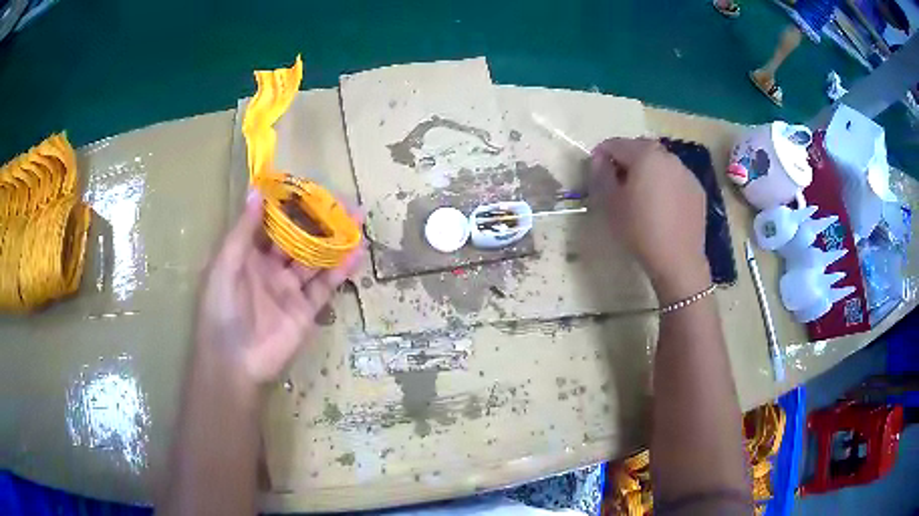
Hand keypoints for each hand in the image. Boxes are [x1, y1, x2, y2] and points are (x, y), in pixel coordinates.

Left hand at [196, 190, 363, 385]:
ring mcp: (290, 289)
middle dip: (319, 220)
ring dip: (335, 240)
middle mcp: (271, 268)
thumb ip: (243, 230)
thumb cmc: (222, 308)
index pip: (273, 223)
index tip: (310, 186)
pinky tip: (356, 253)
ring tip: (358, 219)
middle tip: (343, 201)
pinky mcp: (306, 310)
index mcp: (248, 254)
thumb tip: (256, 190)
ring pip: (316, 259)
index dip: (290, 205)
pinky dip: (340, 271)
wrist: (234, 362)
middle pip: (299, 238)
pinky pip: (325, 287)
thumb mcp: (225, 264)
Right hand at [589, 138, 709, 303]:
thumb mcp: (610, 203)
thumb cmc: (640, 229)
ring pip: (660, 163)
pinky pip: (676, 178)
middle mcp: (668, 156)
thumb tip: (599, 158)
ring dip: (648, 171)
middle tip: (619, 185)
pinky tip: (663, 207)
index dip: (601, 156)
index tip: (597, 174)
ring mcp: (686, 172)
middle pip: (640, 149)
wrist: (678, 260)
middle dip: (626, 161)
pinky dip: (666, 184)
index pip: (615, 144)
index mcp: (645, 154)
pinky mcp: (697, 190)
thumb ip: (601, 173)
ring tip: (643, 197)